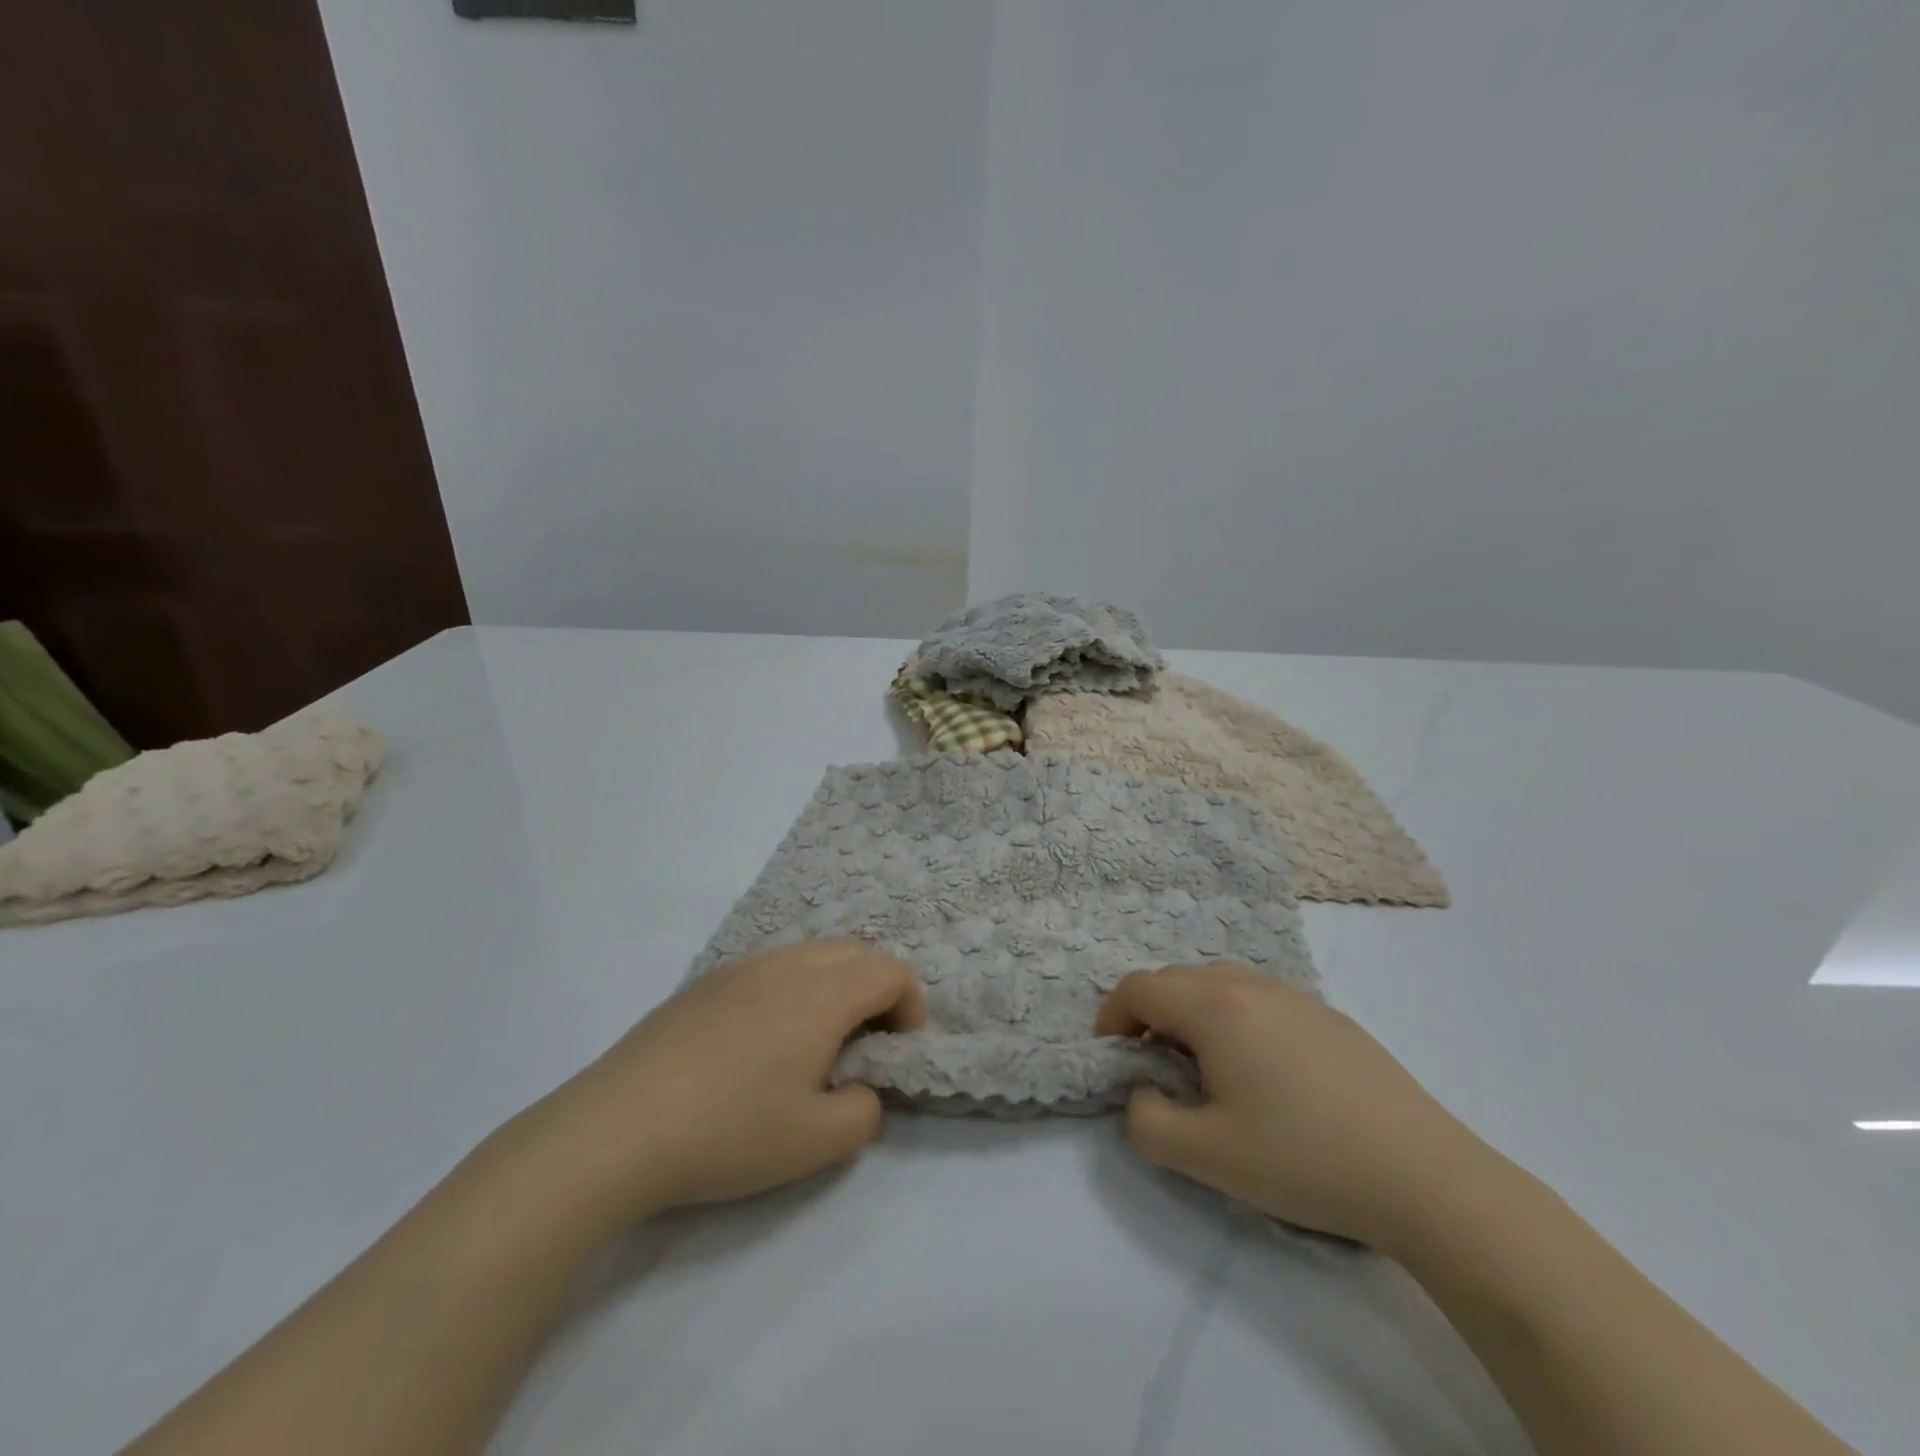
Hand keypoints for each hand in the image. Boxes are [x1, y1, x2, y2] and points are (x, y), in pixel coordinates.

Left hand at [504, 942, 923, 1238]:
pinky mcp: (705, 982)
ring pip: (811, 955)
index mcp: (823, 992)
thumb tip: (859, 1087)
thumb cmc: (729, 1131)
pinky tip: (762, 1041)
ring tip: (816, 1041)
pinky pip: (771, 967)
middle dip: (876, 990)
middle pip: (855, 953)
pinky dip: (792, 988)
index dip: (910, 1006)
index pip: (890, 971)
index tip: (899, 1050)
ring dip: (834, 985)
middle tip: (866, 1043)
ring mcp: (741, 967)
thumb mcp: (818, 1141)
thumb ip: (865, 1110)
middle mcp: (787, 964)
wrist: (617, 1129)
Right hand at [1095, 963, 1494, 1248]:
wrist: (1424, 1177)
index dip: (1111, 1017)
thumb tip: (1142, 1094)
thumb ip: (1146, 1122)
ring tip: (1204, 1065)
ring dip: (1192, 1012)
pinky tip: (1263, 1073)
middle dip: (1149, 1014)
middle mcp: (1250, 985)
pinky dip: (1235, 1018)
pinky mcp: (1330, 1017)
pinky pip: (1260, 999)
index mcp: (1215, 1007)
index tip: (1111, 1058)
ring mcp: (1296, 996)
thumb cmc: (1304, 1160)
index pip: (1139, 988)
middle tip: (1153, 1066)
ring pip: (1219, 982)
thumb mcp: (1206, 1156)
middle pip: (1176, 979)